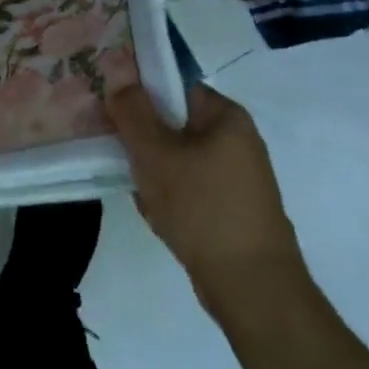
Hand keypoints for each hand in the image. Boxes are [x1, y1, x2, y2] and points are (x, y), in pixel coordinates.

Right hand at [107, 83, 305, 309]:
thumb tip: (118, 76)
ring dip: (154, 173)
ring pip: (178, 159)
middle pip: (173, 124)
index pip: (173, 86)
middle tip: (124, 158)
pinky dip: (171, 198)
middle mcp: (236, 140)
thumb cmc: (203, 209)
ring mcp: (237, 177)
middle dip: (144, 142)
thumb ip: (132, 110)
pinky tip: (160, 217)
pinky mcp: (233, 209)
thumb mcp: (156, 153)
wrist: (254, 292)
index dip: (139, 94)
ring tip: (143, 194)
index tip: (114, 114)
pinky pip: (190, 188)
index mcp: (226, 116)